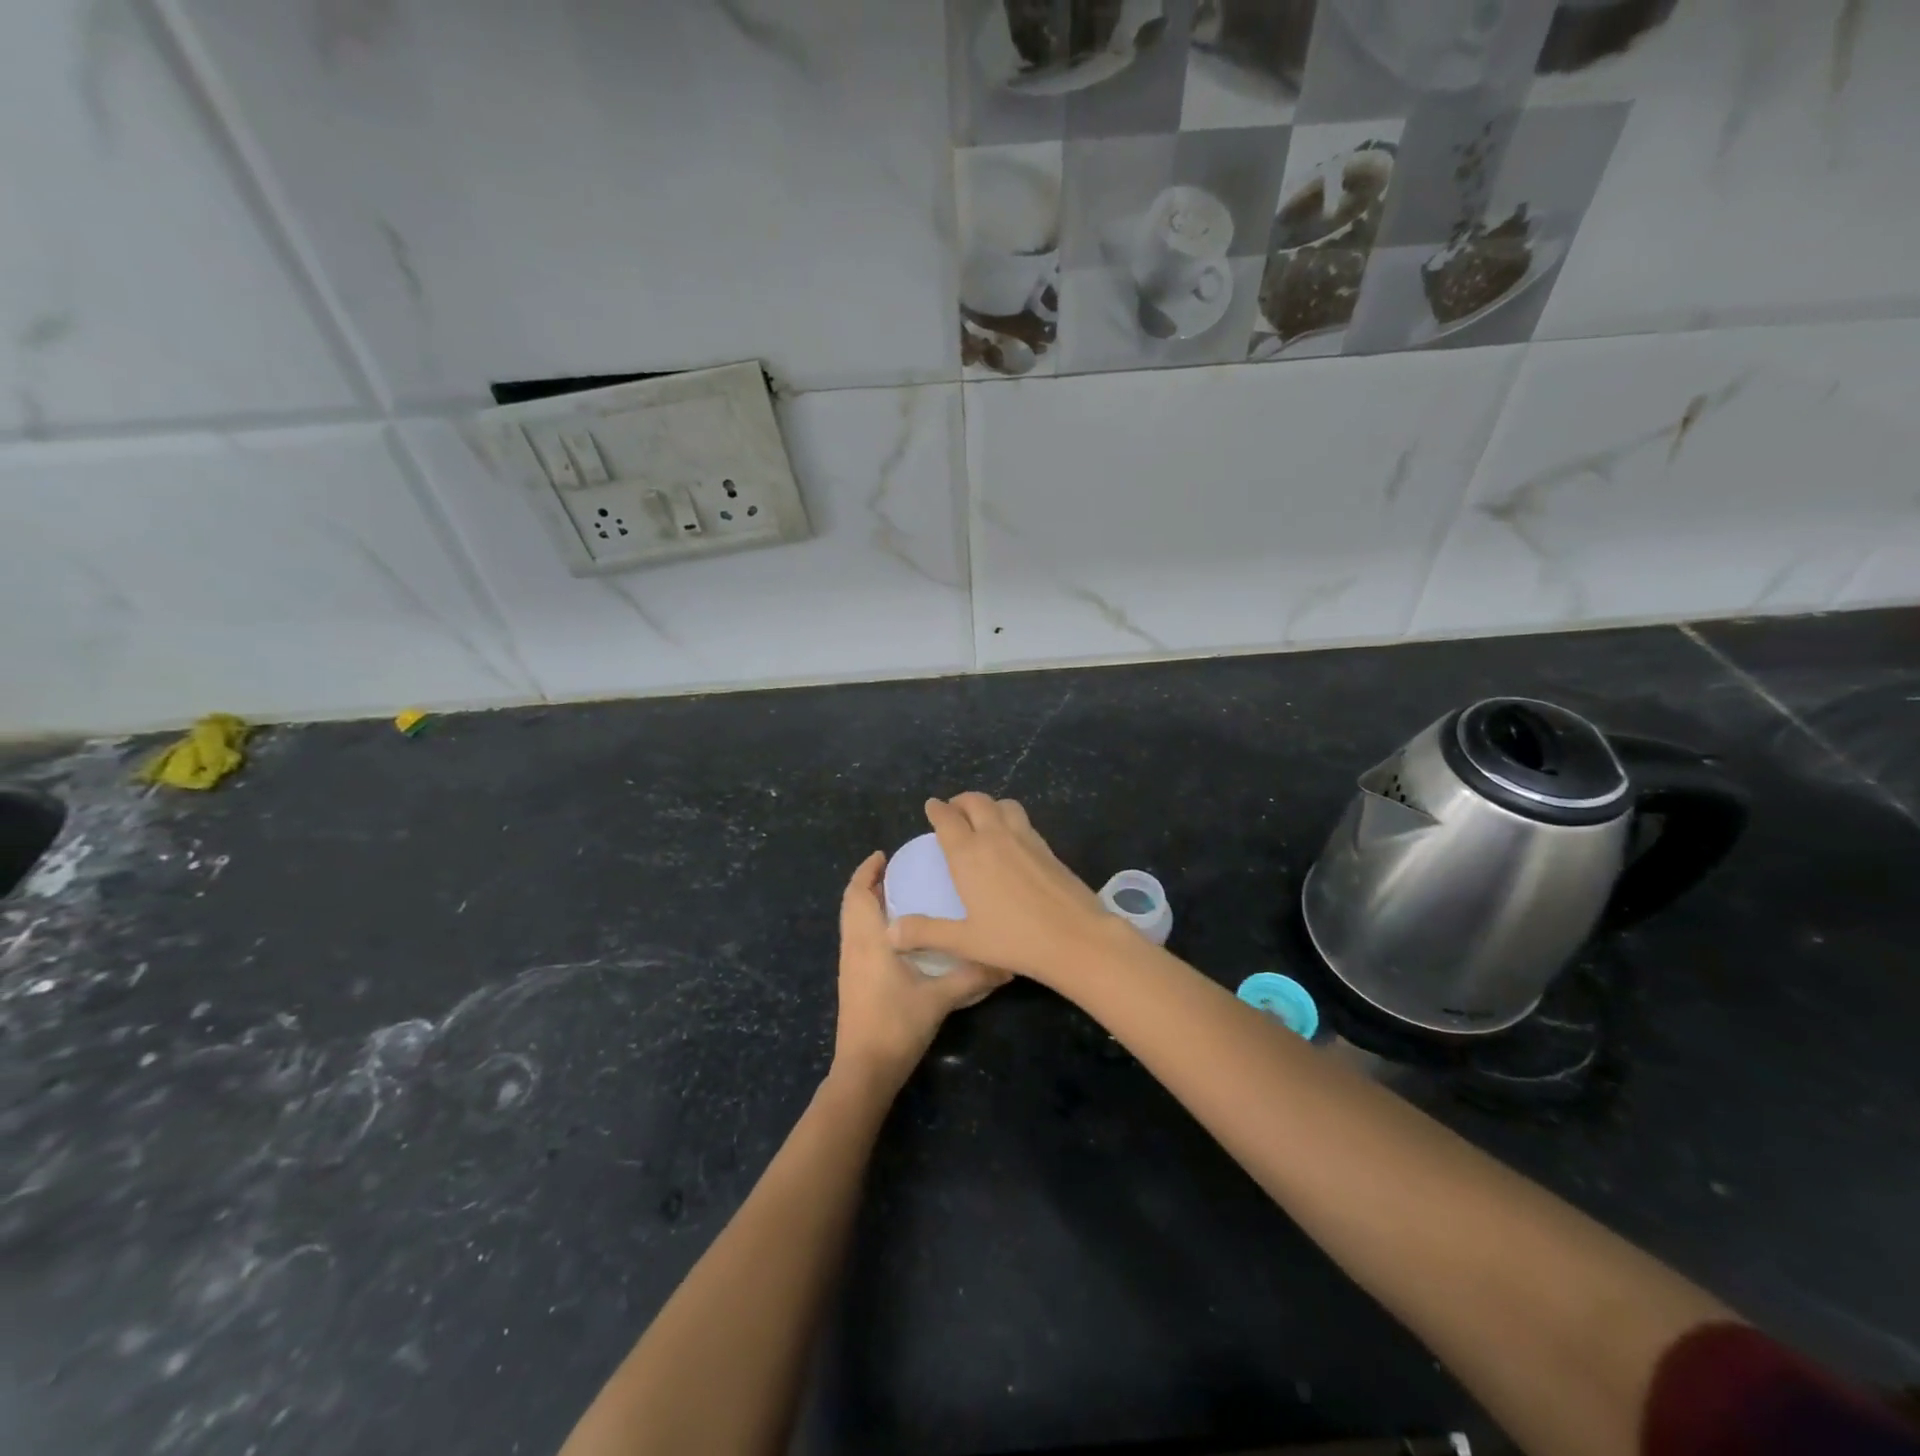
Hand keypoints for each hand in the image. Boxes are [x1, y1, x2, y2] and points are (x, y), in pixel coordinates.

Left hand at [832, 851, 1008, 1091]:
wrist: (864, 1071)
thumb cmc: (896, 1026)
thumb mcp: (939, 999)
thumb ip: (972, 976)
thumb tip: (1008, 963)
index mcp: (868, 941)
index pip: (858, 894)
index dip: (866, 871)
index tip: (884, 854)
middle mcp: (853, 948)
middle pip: (852, 905)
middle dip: (869, 883)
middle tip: (898, 870)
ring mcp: (849, 967)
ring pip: (852, 923)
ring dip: (868, 904)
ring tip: (900, 894)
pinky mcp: (852, 982)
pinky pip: (857, 939)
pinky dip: (870, 924)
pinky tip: (898, 935)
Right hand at [887, 794, 1116, 984]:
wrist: (1075, 937)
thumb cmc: (1014, 939)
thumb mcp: (965, 941)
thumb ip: (926, 933)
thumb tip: (890, 933)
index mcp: (969, 854)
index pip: (947, 819)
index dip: (937, 809)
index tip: (931, 806)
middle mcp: (995, 837)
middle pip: (976, 802)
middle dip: (961, 801)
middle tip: (954, 809)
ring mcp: (1025, 838)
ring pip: (1004, 805)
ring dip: (989, 805)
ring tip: (983, 818)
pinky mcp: (1047, 847)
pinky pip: (1023, 820)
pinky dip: (1010, 818)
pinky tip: (1011, 840)